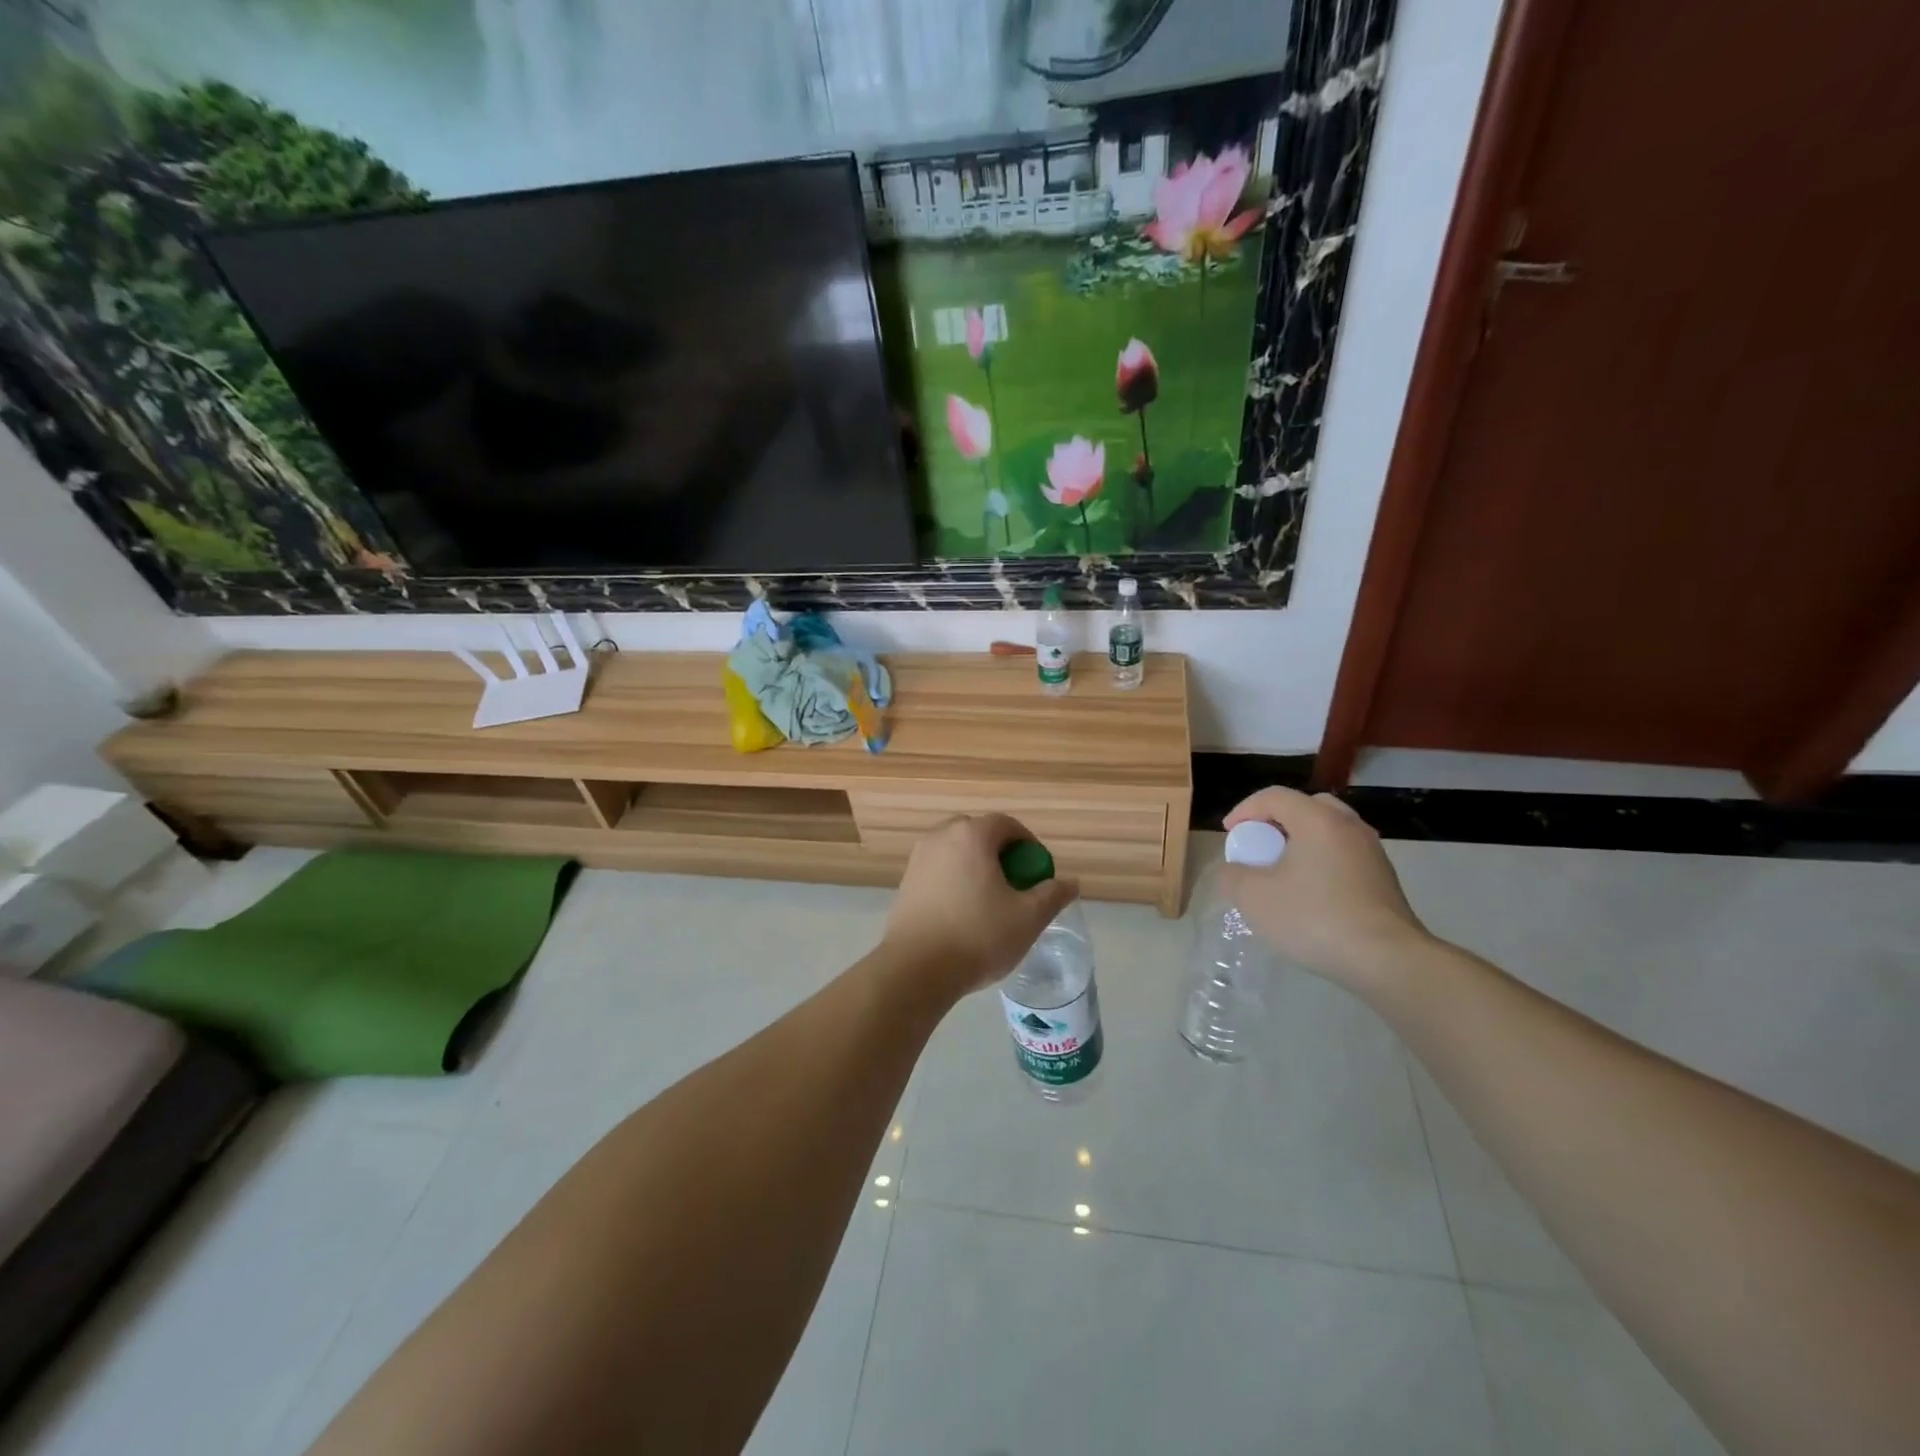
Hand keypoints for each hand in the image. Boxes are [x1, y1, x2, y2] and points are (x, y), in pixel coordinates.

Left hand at [882, 814, 1079, 998]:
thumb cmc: (978, 936)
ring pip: (955, 852)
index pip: (1006, 824)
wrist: (916, 969)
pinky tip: (962, 913)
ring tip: (989, 900)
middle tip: (1014, 883)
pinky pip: (938, 870)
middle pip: (978, 833)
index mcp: (971, 835)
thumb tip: (1071, 883)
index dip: (1028, 843)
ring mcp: (918, 859)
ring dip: (975, 866)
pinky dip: (954, 880)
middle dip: (1000, 852)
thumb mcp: (1028, 918)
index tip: (1037, 872)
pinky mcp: (905, 882)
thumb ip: (1052, 895)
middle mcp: (940, 837)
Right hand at [1222, 787, 1430, 989]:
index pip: (1274, 796)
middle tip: (1261, 846)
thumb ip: (1233, 876)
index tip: (1230, 834)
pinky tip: (1310, 895)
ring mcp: (1372, 852)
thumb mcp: (1254, 898)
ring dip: (1301, 843)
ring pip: (1328, 832)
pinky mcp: (1384, 879)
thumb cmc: (1315, 918)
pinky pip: (1343, 856)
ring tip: (1283, 872)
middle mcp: (1349, 826)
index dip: (1244, 810)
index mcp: (1318, 820)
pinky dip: (1321, 863)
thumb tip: (1234, 871)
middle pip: (1307, 807)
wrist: (1388, 960)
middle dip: (1277, 822)